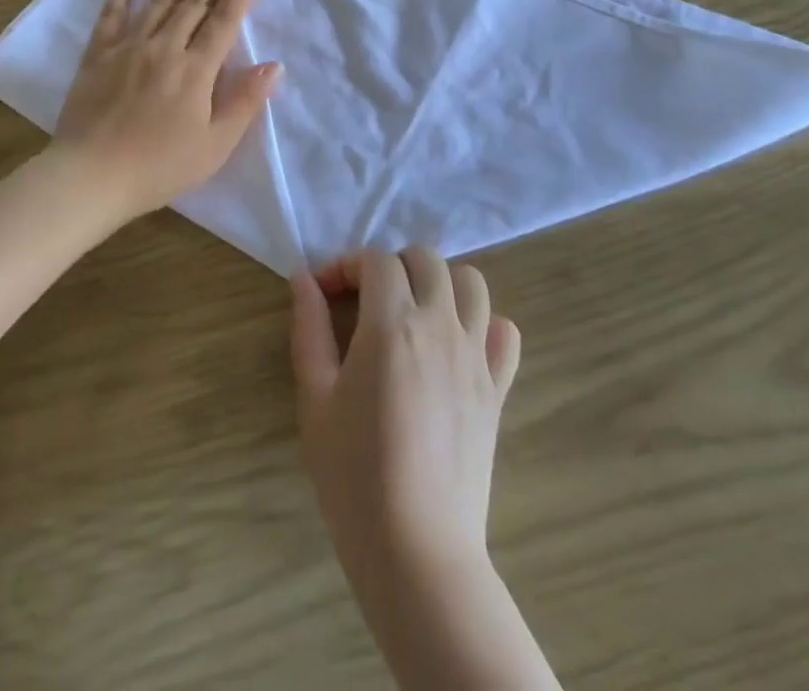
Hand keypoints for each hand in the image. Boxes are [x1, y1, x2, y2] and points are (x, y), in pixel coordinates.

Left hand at [53, 0, 281, 222]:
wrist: (92, 175)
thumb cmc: (159, 167)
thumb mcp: (214, 146)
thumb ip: (244, 103)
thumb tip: (273, 65)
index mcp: (195, 71)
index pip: (223, 22)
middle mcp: (164, 48)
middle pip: (194, 2)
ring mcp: (128, 46)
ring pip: (159, 0)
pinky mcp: (98, 54)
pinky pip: (111, 14)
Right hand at [290, 248, 520, 590]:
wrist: (417, 550)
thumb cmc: (353, 473)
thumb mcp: (314, 397)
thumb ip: (308, 328)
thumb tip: (303, 279)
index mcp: (391, 325)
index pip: (375, 260)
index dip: (346, 265)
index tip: (324, 293)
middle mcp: (440, 327)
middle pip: (426, 259)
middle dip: (391, 264)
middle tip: (365, 298)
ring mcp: (476, 357)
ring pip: (472, 284)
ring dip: (439, 282)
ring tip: (412, 311)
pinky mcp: (497, 390)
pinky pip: (505, 333)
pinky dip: (483, 323)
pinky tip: (454, 345)